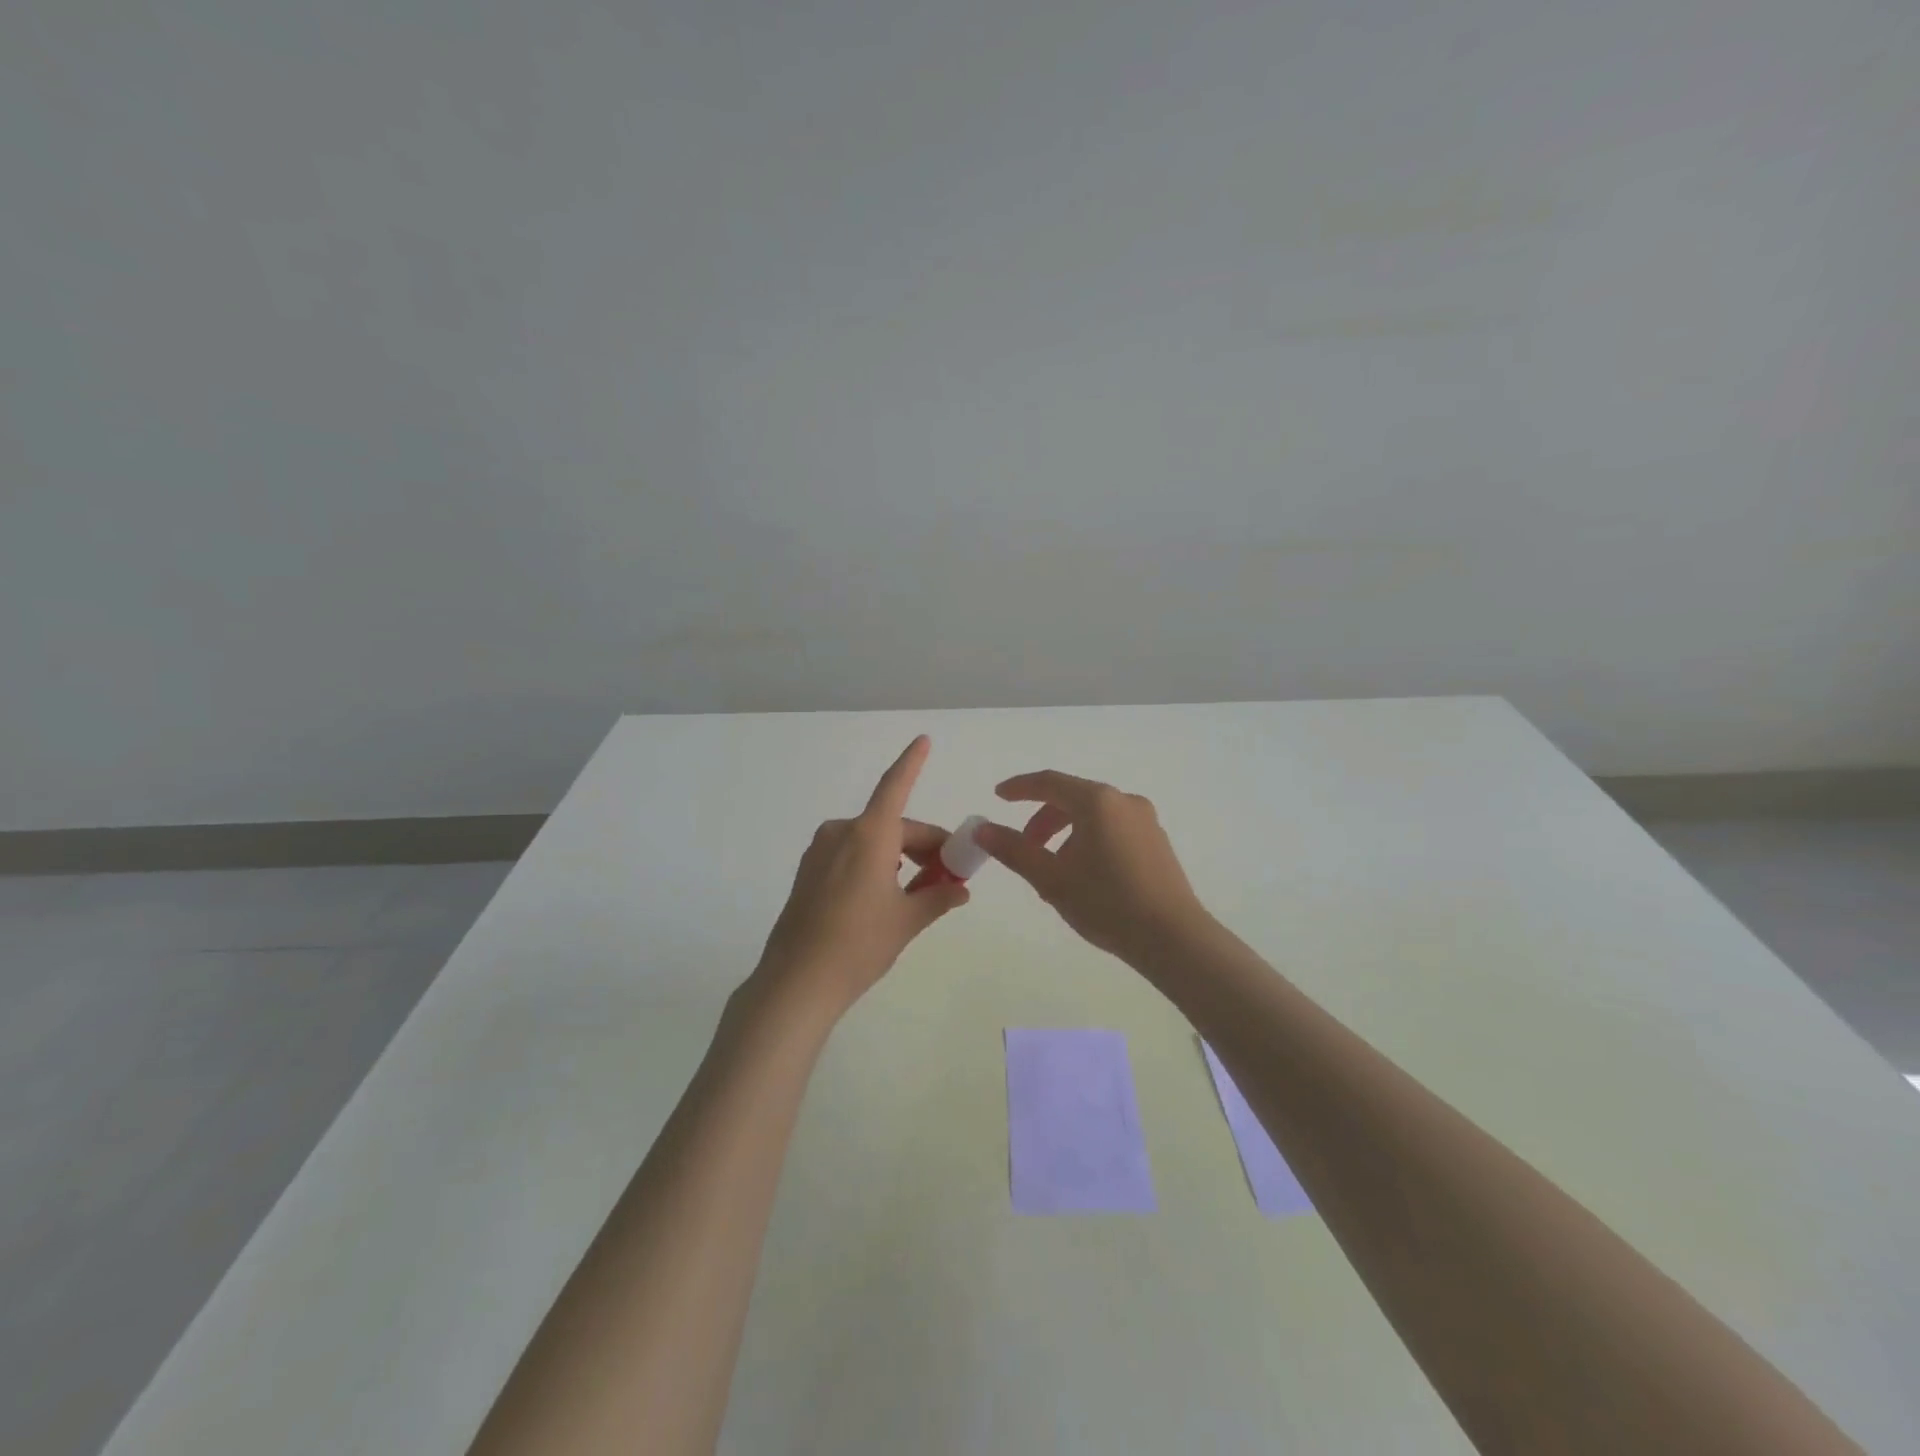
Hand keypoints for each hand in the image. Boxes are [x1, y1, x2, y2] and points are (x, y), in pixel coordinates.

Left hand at [752, 735, 969, 1017]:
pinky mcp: (809, 872)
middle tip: (950, 875)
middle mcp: (842, 833)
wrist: (796, 982)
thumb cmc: (859, 944)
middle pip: (893, 826)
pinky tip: (887, 895)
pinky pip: (852, 855)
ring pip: (873, 842)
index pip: (895, 786)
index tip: (923, 739)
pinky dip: (876, 864)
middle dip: (924, 845)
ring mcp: (821, 852)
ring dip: (901, 856)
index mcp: (869, 835)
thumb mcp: (907, 921)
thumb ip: (938, 898)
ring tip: (922, 891)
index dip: (911, 762)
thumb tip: (961, 889)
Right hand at [975, 770, 1208, 960]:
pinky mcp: (1157, 843)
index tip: (998, 796)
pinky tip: (1084, 876)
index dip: (1020, 788)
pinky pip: (1113, 829)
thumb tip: (983, 829)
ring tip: (1053, 871)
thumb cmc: (1106, 903)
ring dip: (1065, 834)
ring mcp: (1145, 821)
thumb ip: (1014, 849)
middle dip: (1042, 820)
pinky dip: (1089, 841)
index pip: (1049, 782)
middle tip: (1023, 847)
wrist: (1173, 938)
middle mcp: (1124, 801)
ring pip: (1093, 816)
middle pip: (1072, 799)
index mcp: (1097, 801)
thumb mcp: (1051, 878)